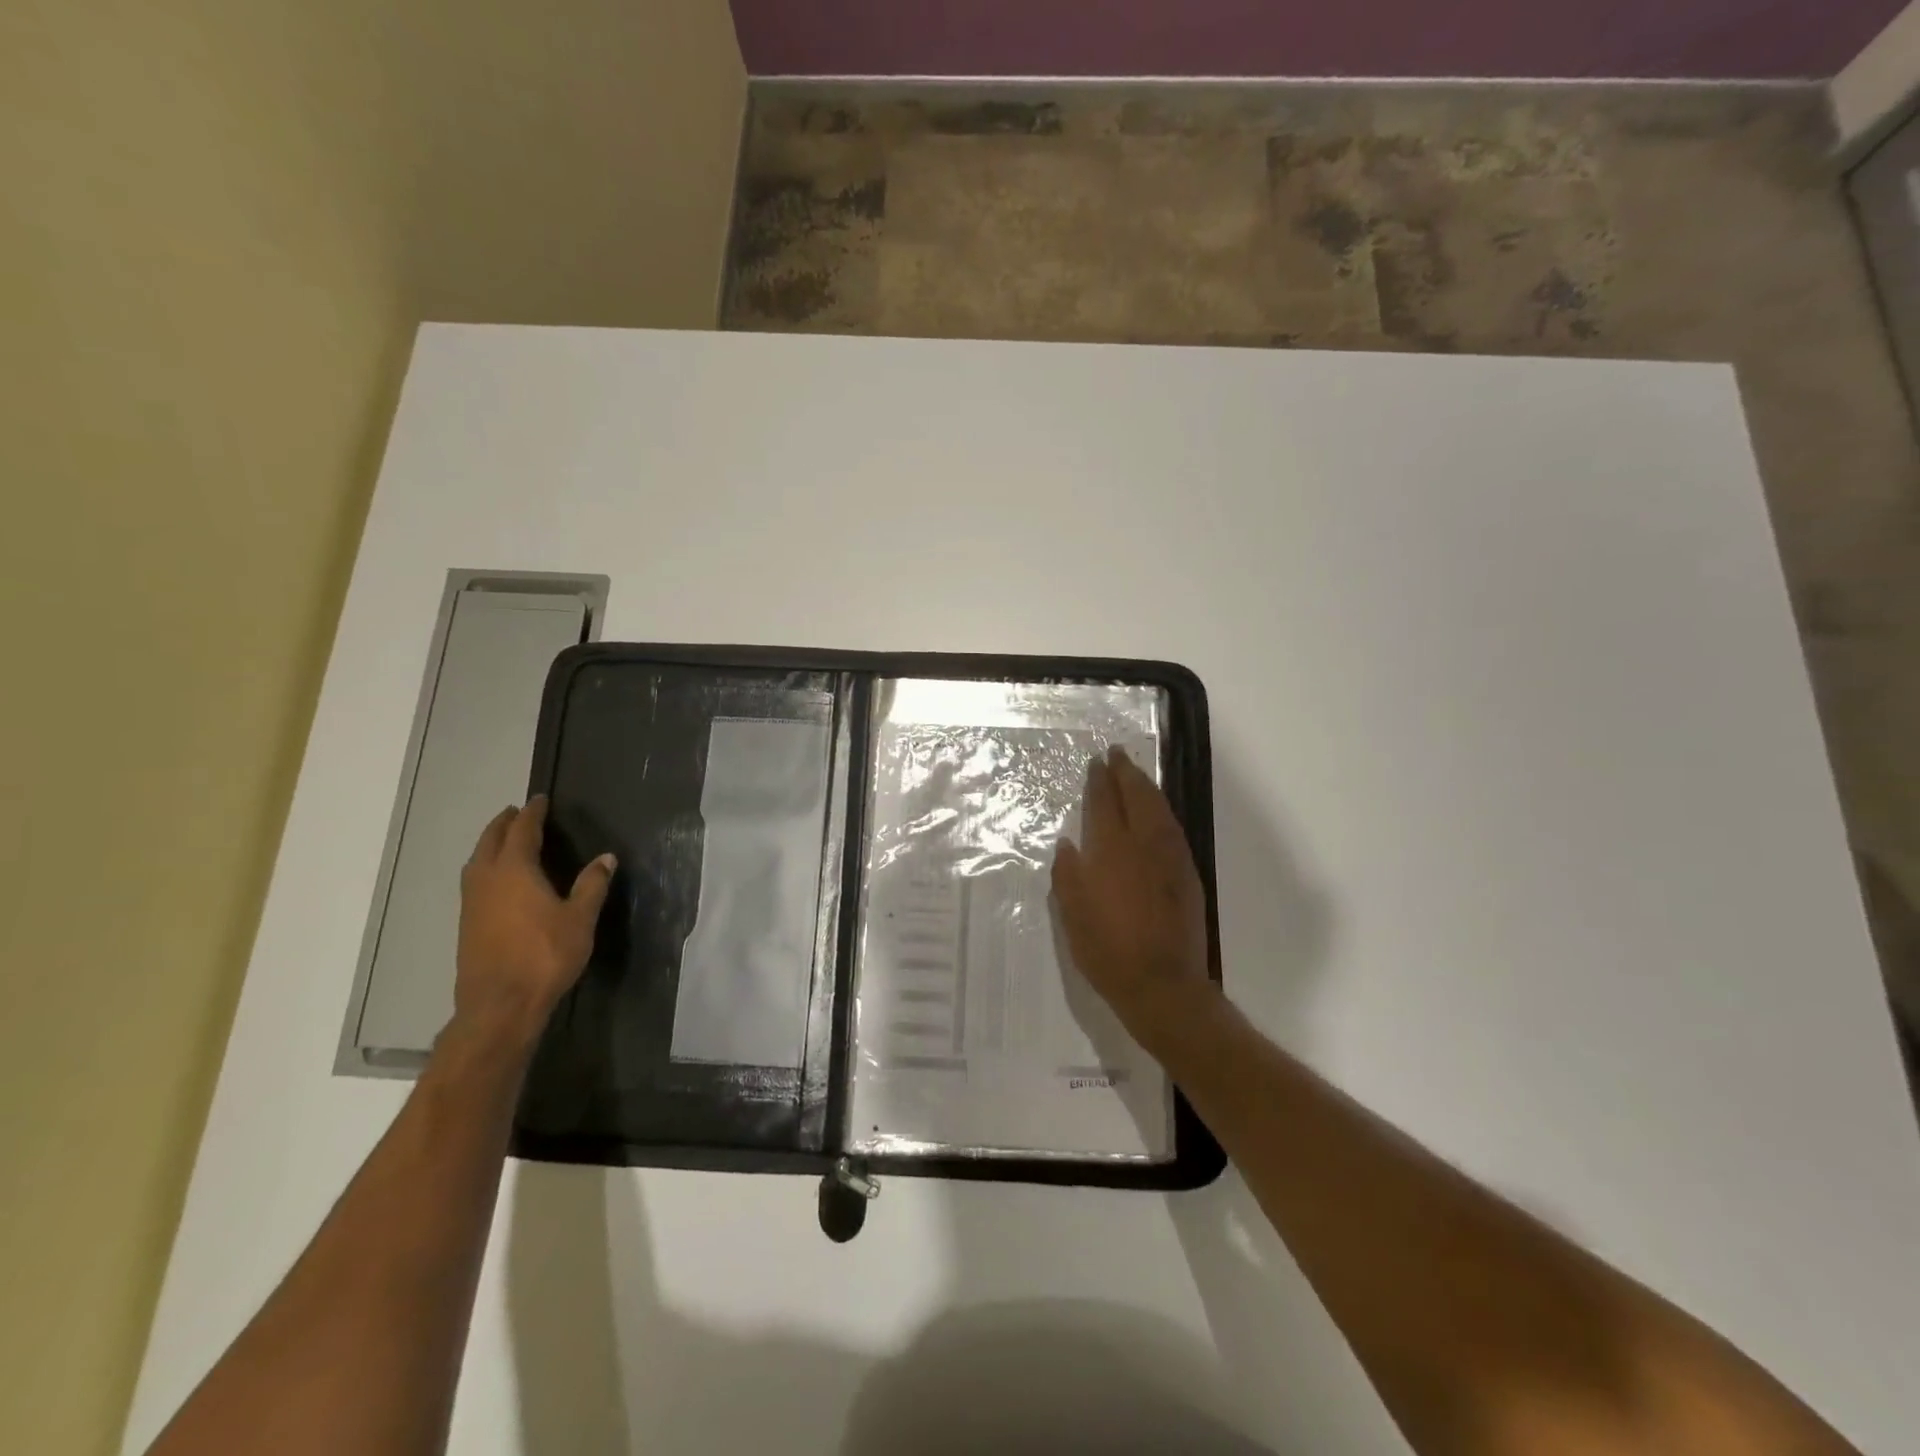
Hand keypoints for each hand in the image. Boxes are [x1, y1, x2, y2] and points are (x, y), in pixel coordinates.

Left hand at [453, 796, 614, 1048]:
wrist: (500, 1004)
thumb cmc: (545, 955)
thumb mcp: (580, 918)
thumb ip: (592, 885)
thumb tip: (606, 858)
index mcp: (515, 870)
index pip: (522, 830)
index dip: (532, 813)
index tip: (540, 799)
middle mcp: (487, 879)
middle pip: (491, 841)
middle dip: (504, 824)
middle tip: (518, 813)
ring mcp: (472, 902)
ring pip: (477, 861)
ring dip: (490, 845)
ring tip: (505, 840)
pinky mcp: (467, 924)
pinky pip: (474, 881)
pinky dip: (486, 867)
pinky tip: (499, 880)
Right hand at [1051, 746, 1216, 1057]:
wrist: (1163, 985)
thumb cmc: (1107, 951)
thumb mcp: (1072, 915)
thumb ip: (1068, 874)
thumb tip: (1068, 844)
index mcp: (1111, 851)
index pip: (1105, 803)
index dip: (1100, 781)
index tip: (1097, 762)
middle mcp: (1143, 845)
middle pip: (1137, 797)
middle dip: (1126, 772)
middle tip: (1117, 753)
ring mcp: (1170, 858)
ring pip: (1160, 809)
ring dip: (1147, 787)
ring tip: (1136, 774)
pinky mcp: (1187, 875)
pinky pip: (1173, 828)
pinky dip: (1162, 810)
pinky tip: (1157, 812)